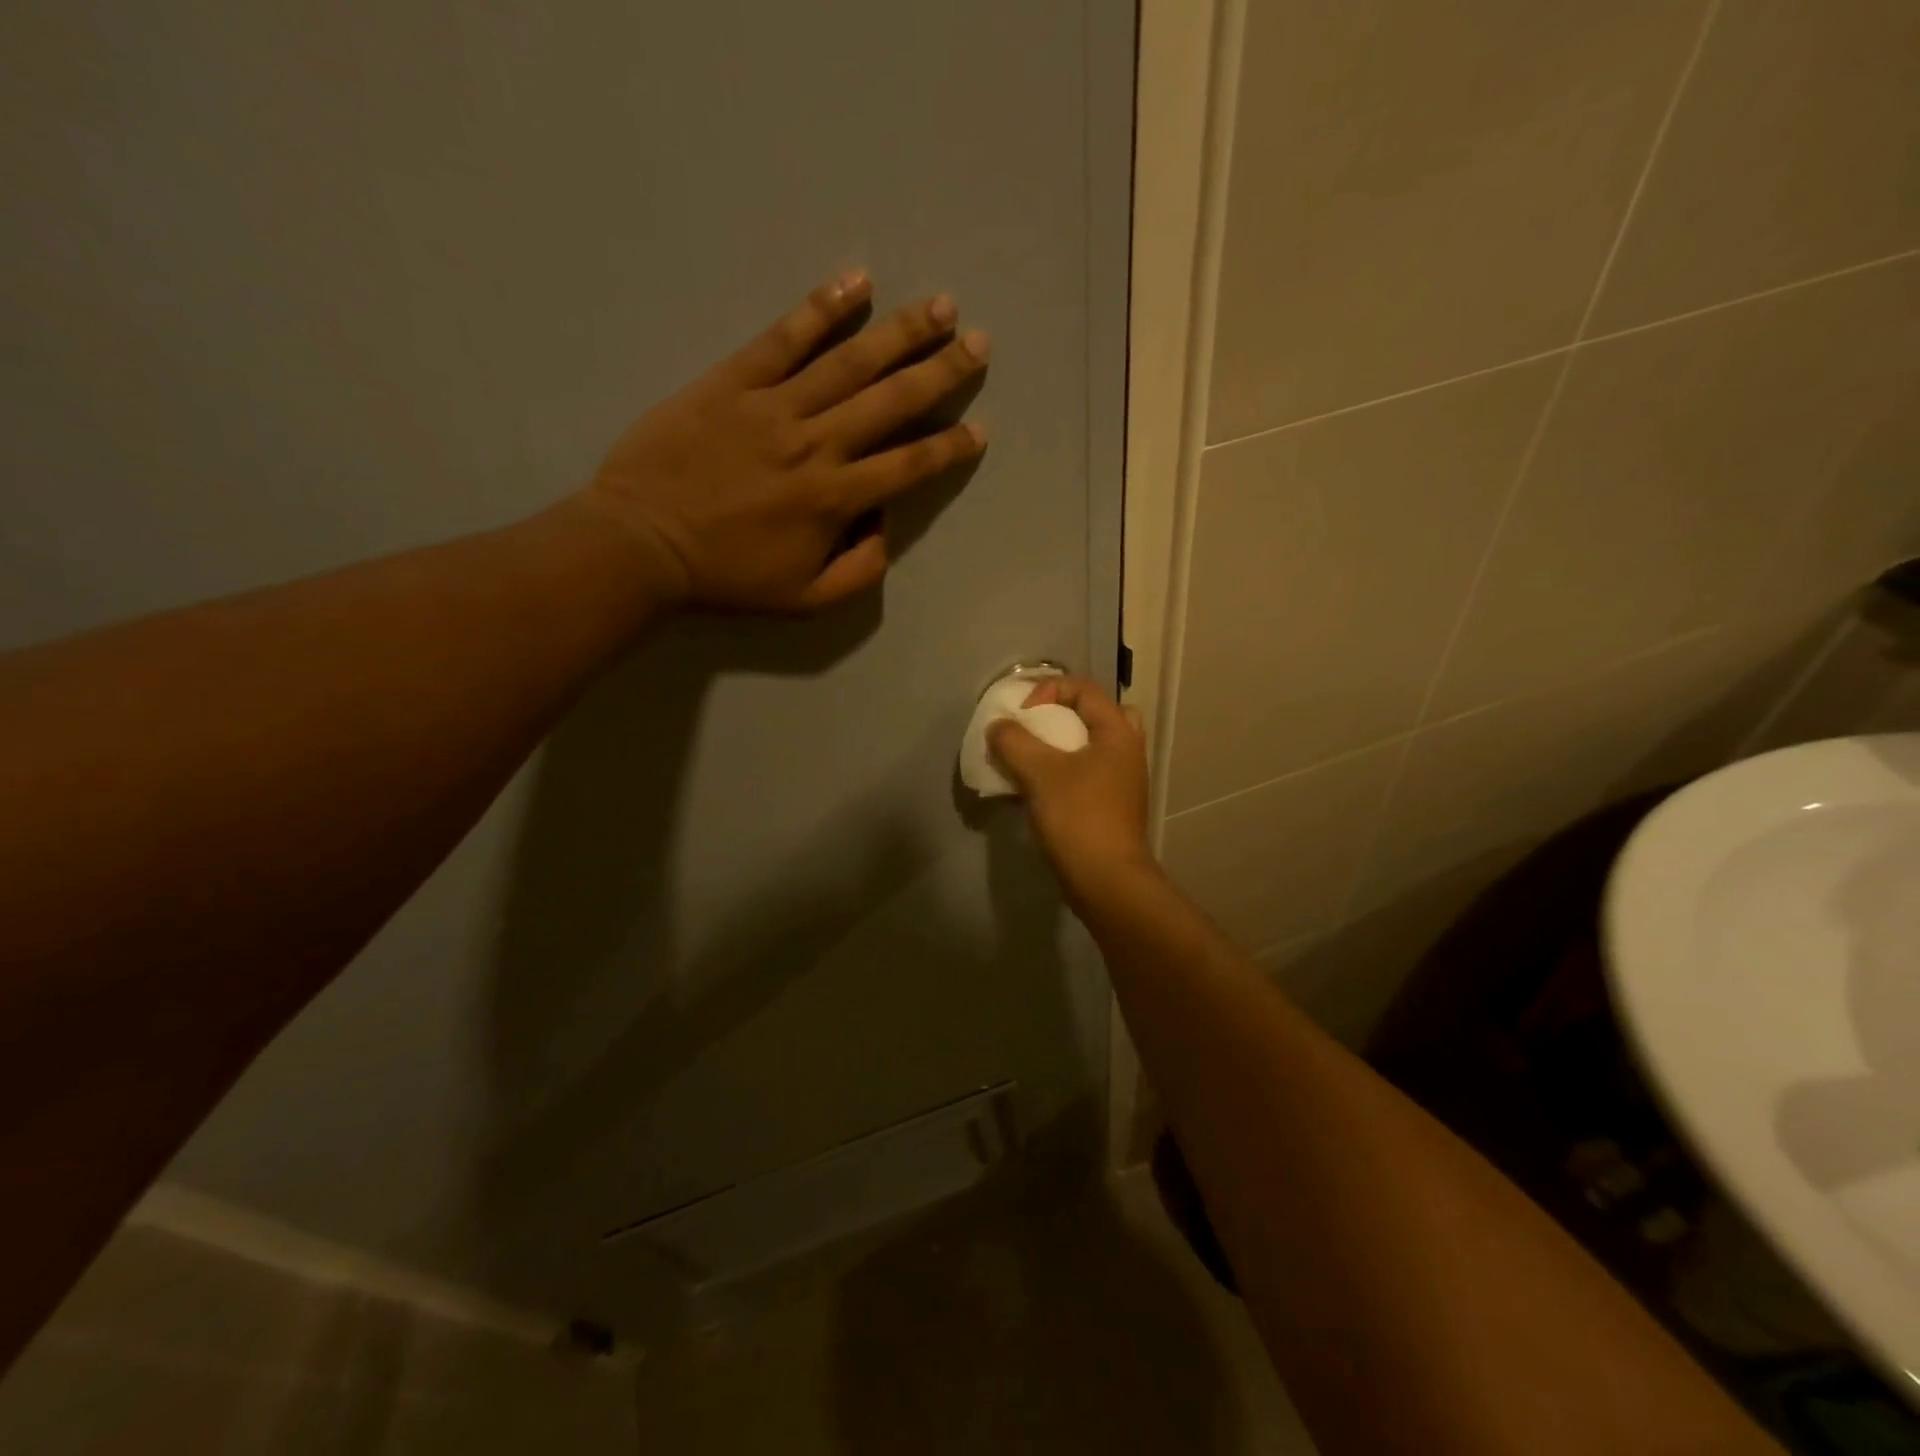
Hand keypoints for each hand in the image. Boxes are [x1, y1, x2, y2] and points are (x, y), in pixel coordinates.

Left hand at [582, 270, 987, 612]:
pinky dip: (821, 308)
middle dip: (942, 371)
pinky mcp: (733, 380)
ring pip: (849, 361)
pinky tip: (856, 282)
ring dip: (900, 332)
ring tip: (940, 305)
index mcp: (836, 499)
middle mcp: (816, 444)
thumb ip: (860, 570)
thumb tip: (884, 523)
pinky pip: (783, 337)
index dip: (949, 447)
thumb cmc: (728, 578)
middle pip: (892, 401)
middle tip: (980, 343)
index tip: (978, 429)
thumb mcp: (806, 600)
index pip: (909, 465)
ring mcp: (774, 406)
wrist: (643, 544)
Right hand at [987, 676, 1156, 903]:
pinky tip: (1039, 789)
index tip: (1021, 715)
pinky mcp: (1114, 808)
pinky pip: (1089, 775)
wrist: (1107, 881)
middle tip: (1039, 727)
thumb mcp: (1039, 773)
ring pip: (1094, 748)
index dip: (1048, 690)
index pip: (1084, 689)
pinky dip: (1066, 772)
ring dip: (1063, 746)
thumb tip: (998, 727)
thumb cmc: (1078, 817)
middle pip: (1099, 715)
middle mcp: (1128, 751)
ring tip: (1034, 758)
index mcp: (1118, 733)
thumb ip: (1014, 742)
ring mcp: (1124, 782)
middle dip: (1065, 715)